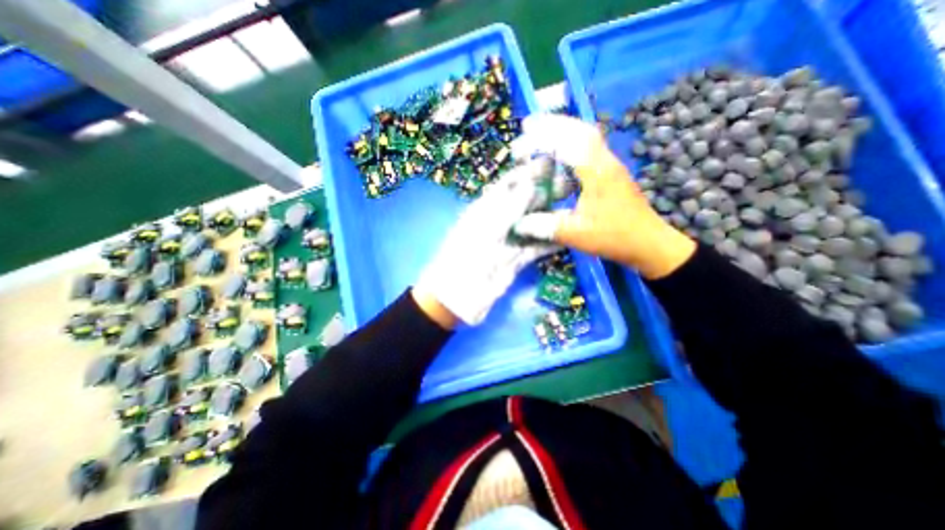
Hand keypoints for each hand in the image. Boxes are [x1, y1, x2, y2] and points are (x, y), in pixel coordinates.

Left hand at [415, 161, 559, 327]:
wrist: (458, 297)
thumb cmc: (465, 258)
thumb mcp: (485, 229)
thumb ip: (509, 207)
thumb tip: (532, 184)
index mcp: (486, 209)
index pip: (509, 185)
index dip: (528, 173)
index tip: (552, 162)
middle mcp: (499, 222)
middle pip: (525, 203)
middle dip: (546, 193)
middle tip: (572, 185)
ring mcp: (509, 241)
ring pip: (534, 224)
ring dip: (552, 217)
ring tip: (577, 206)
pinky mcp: (517, 260)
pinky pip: (536, 247)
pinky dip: (551, 242)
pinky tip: (568, 236)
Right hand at [511, 115, 691, 279]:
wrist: (648, 243)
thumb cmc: (613, 237)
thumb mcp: (576, 234)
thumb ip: (546, 226)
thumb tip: (519, 223)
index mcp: (597, 173)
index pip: (568, 143)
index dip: (541, 140)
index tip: (519, 148)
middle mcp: (605, 162)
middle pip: (580, 130)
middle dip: (552, 124)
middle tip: (528, 125)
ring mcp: (610, 165)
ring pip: (587, 137)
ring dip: (563, 131)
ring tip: (540, 134)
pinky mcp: (611, 173)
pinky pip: (589, 149)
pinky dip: (571, 145)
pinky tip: (559, 155)